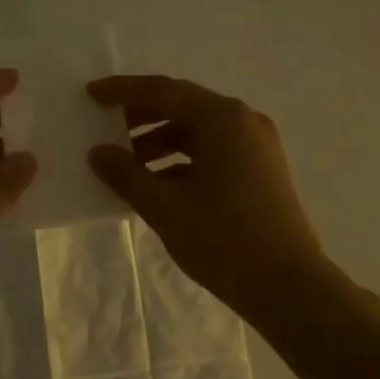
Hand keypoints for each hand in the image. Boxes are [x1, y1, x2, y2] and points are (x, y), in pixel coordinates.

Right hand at [87, 74, 334, 322]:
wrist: (288, 287)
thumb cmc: (223, 239)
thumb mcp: (164, 207)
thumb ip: (126, 174)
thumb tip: (97, 152)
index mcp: (222, 119)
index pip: (163, 91)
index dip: (124, 91)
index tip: (91, 94)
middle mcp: (243, 122)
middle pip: (183, 106)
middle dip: (142, 116)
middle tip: (106, 128)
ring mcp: (257, 147)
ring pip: (199, 131)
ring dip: (161, 141)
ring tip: (127, 164)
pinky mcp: (261, 171)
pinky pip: (214, 152)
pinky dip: (183, 160)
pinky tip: (158, 184)